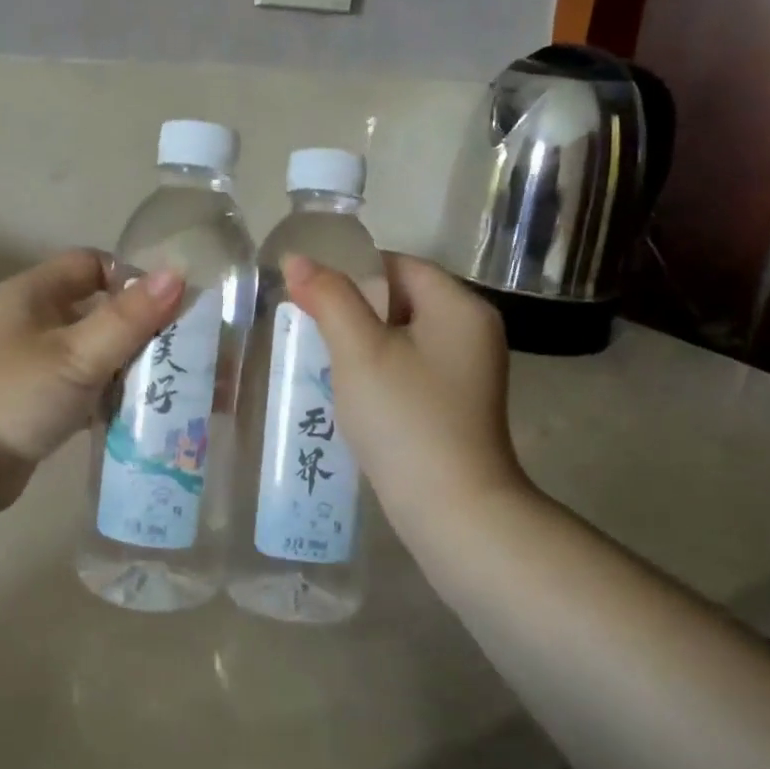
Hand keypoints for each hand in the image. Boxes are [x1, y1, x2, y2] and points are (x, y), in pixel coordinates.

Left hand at [0, 250, 183, 515]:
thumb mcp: (77, 354)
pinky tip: (150, 412)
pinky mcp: (40, 402)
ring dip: (134, 366)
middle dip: (144, 329)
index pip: (93, 264)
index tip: (170, 307)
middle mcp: (36, 321)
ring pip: (97, 352)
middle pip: (101, 310)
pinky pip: (88, 389)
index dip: (132, 278)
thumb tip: (177, 274)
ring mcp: (37, 363)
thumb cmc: (15, 394)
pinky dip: (115, 395)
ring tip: (180, 386)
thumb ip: (128, 317)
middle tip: (187, 352)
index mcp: (37, 293)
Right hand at [282, 252, 529, 533]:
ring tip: (325, 360)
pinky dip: (380, 368)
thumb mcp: (359, 351)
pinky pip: (411, 365)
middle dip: (353, 309)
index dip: (351, 272)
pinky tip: (353, 391)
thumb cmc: (405, 418)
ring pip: (402, 334)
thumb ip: (328, 297)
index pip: (398, 264)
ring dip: (362, 341)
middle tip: (312, 330)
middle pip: (401, 297)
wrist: (452, 510)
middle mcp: (472, 330)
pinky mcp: (457, 400)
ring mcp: (468, 369)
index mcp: (459, 306)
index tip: (312, 296)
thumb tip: (297, 258)